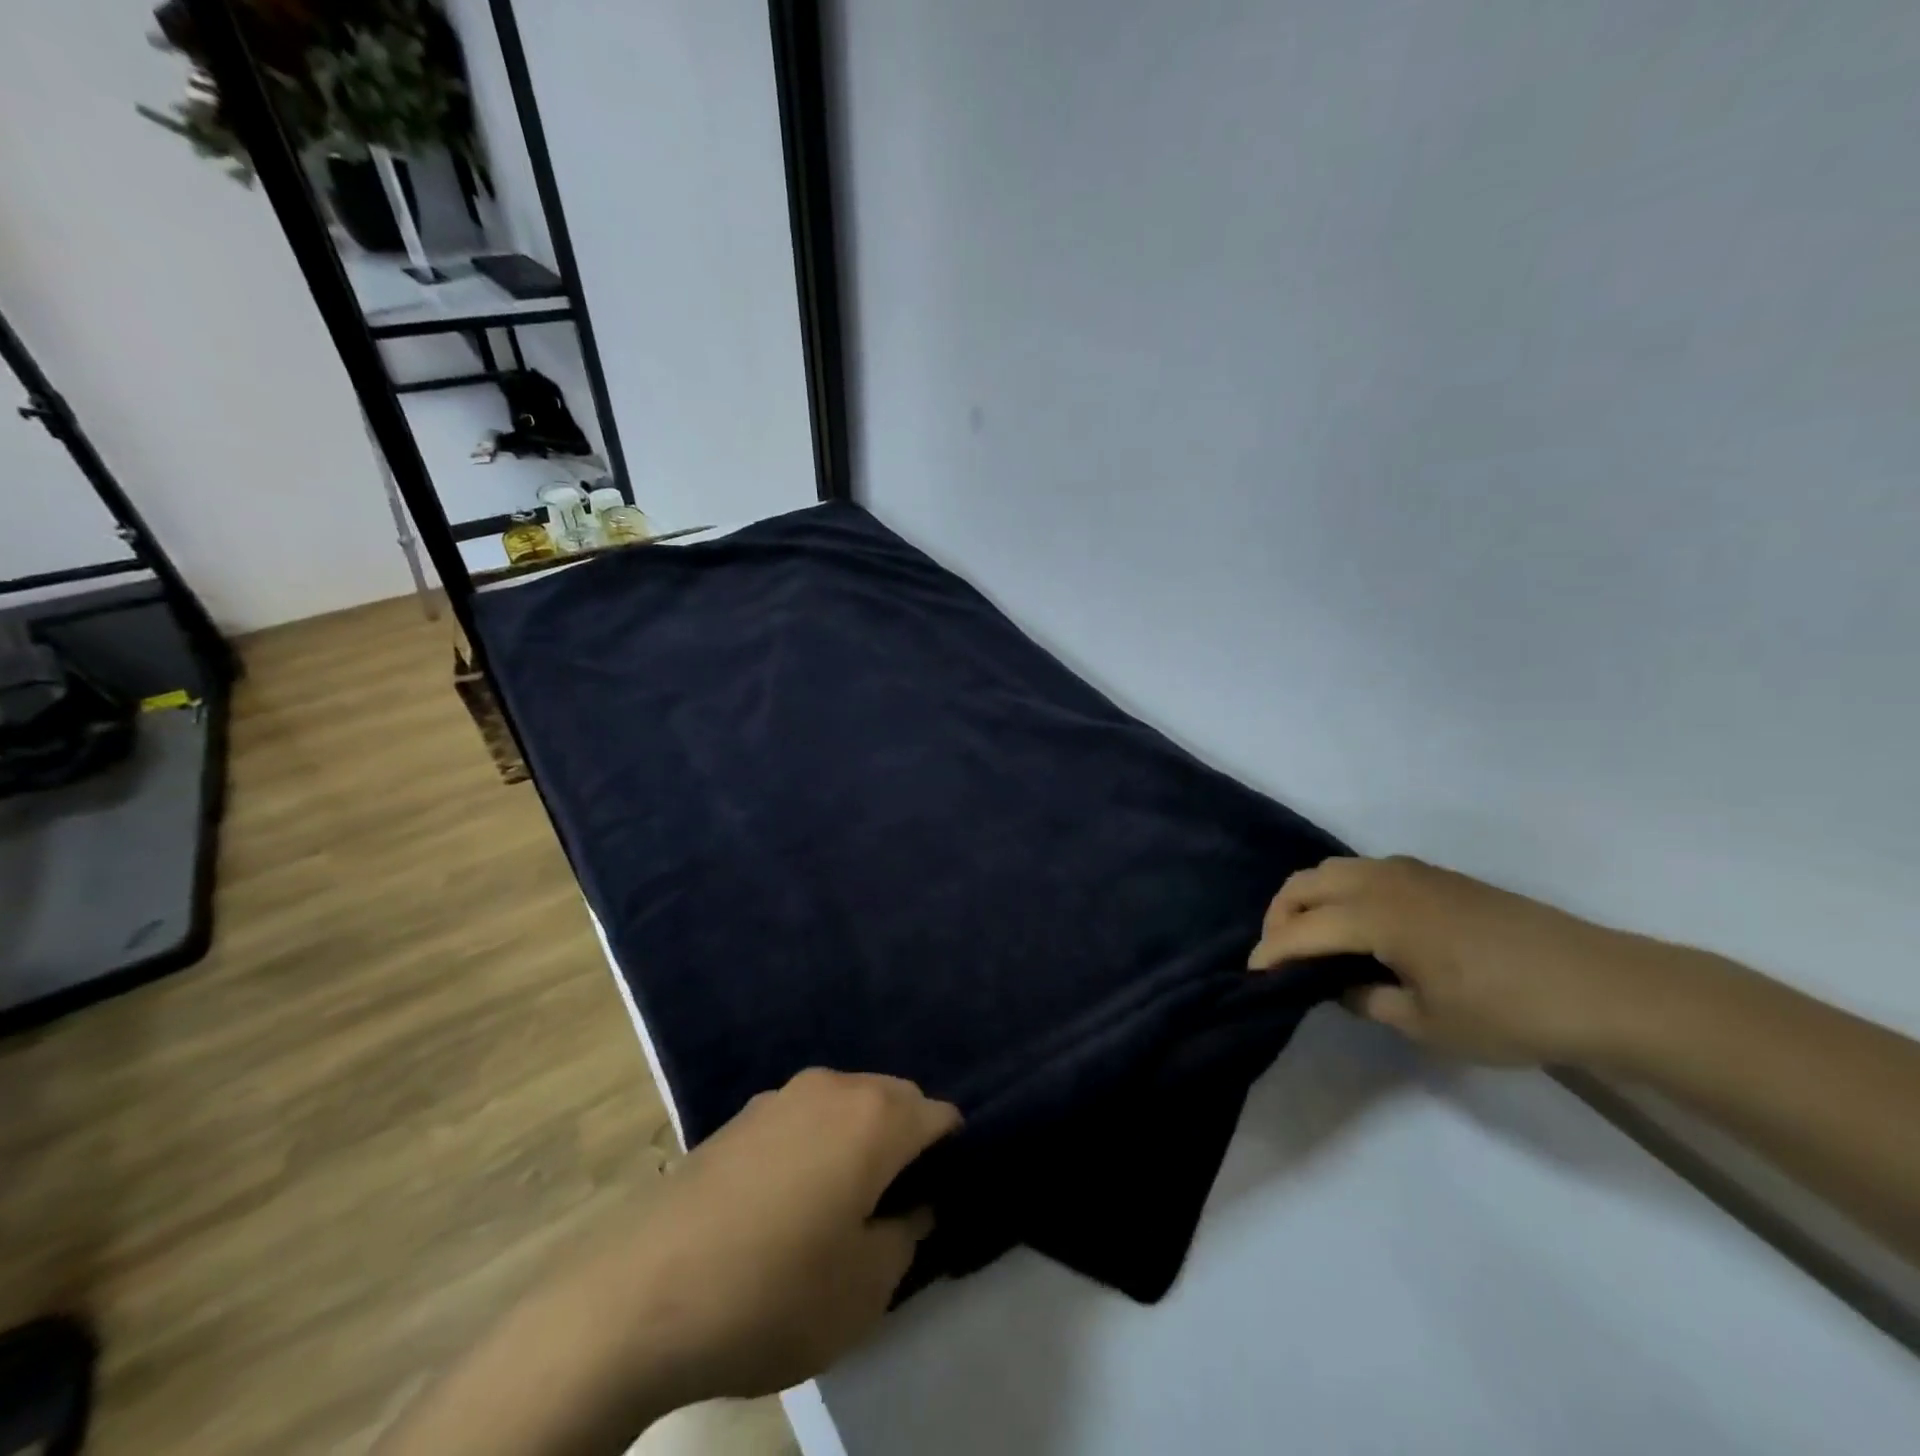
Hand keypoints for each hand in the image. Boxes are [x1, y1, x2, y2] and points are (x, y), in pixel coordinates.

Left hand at [612, 1069, 960, 1407]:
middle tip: (893, 1209)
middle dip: (906, 1144)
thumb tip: (914, 1206)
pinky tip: (787, 1201)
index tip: (939, 1203)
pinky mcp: (741, 1115)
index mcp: (875, 1116)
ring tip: (839, 1206)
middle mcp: (834, 1086)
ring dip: (859, 1141)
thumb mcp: (864, 1289)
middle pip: (894, 1100)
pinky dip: (816, 1144)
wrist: (641, 1294)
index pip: (941, 1116)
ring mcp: (781, 1095)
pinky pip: (804, 1118)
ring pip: (847, 1105)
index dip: (951, 1158)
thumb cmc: (774, 1292)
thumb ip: (907, 1236)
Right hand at [1247, 856, 1668, 1065]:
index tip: (1252, 976)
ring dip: (1310, 899)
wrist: (1603, 986)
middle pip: (1306, 883)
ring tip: (1313, 939)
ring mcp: (1413, 872)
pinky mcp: (1437, 875)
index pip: (1302, 930)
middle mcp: (1384, 880)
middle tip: (1278, 954)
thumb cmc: (1507, 1012)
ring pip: (1334, 870)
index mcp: (1375, 915)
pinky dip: (1342, 892)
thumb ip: (1367, 999)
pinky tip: (1359, 927)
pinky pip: (1366, 871)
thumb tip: (1339, 984)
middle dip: (1280, 916)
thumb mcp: (1427, 1023)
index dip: (1271, 953)